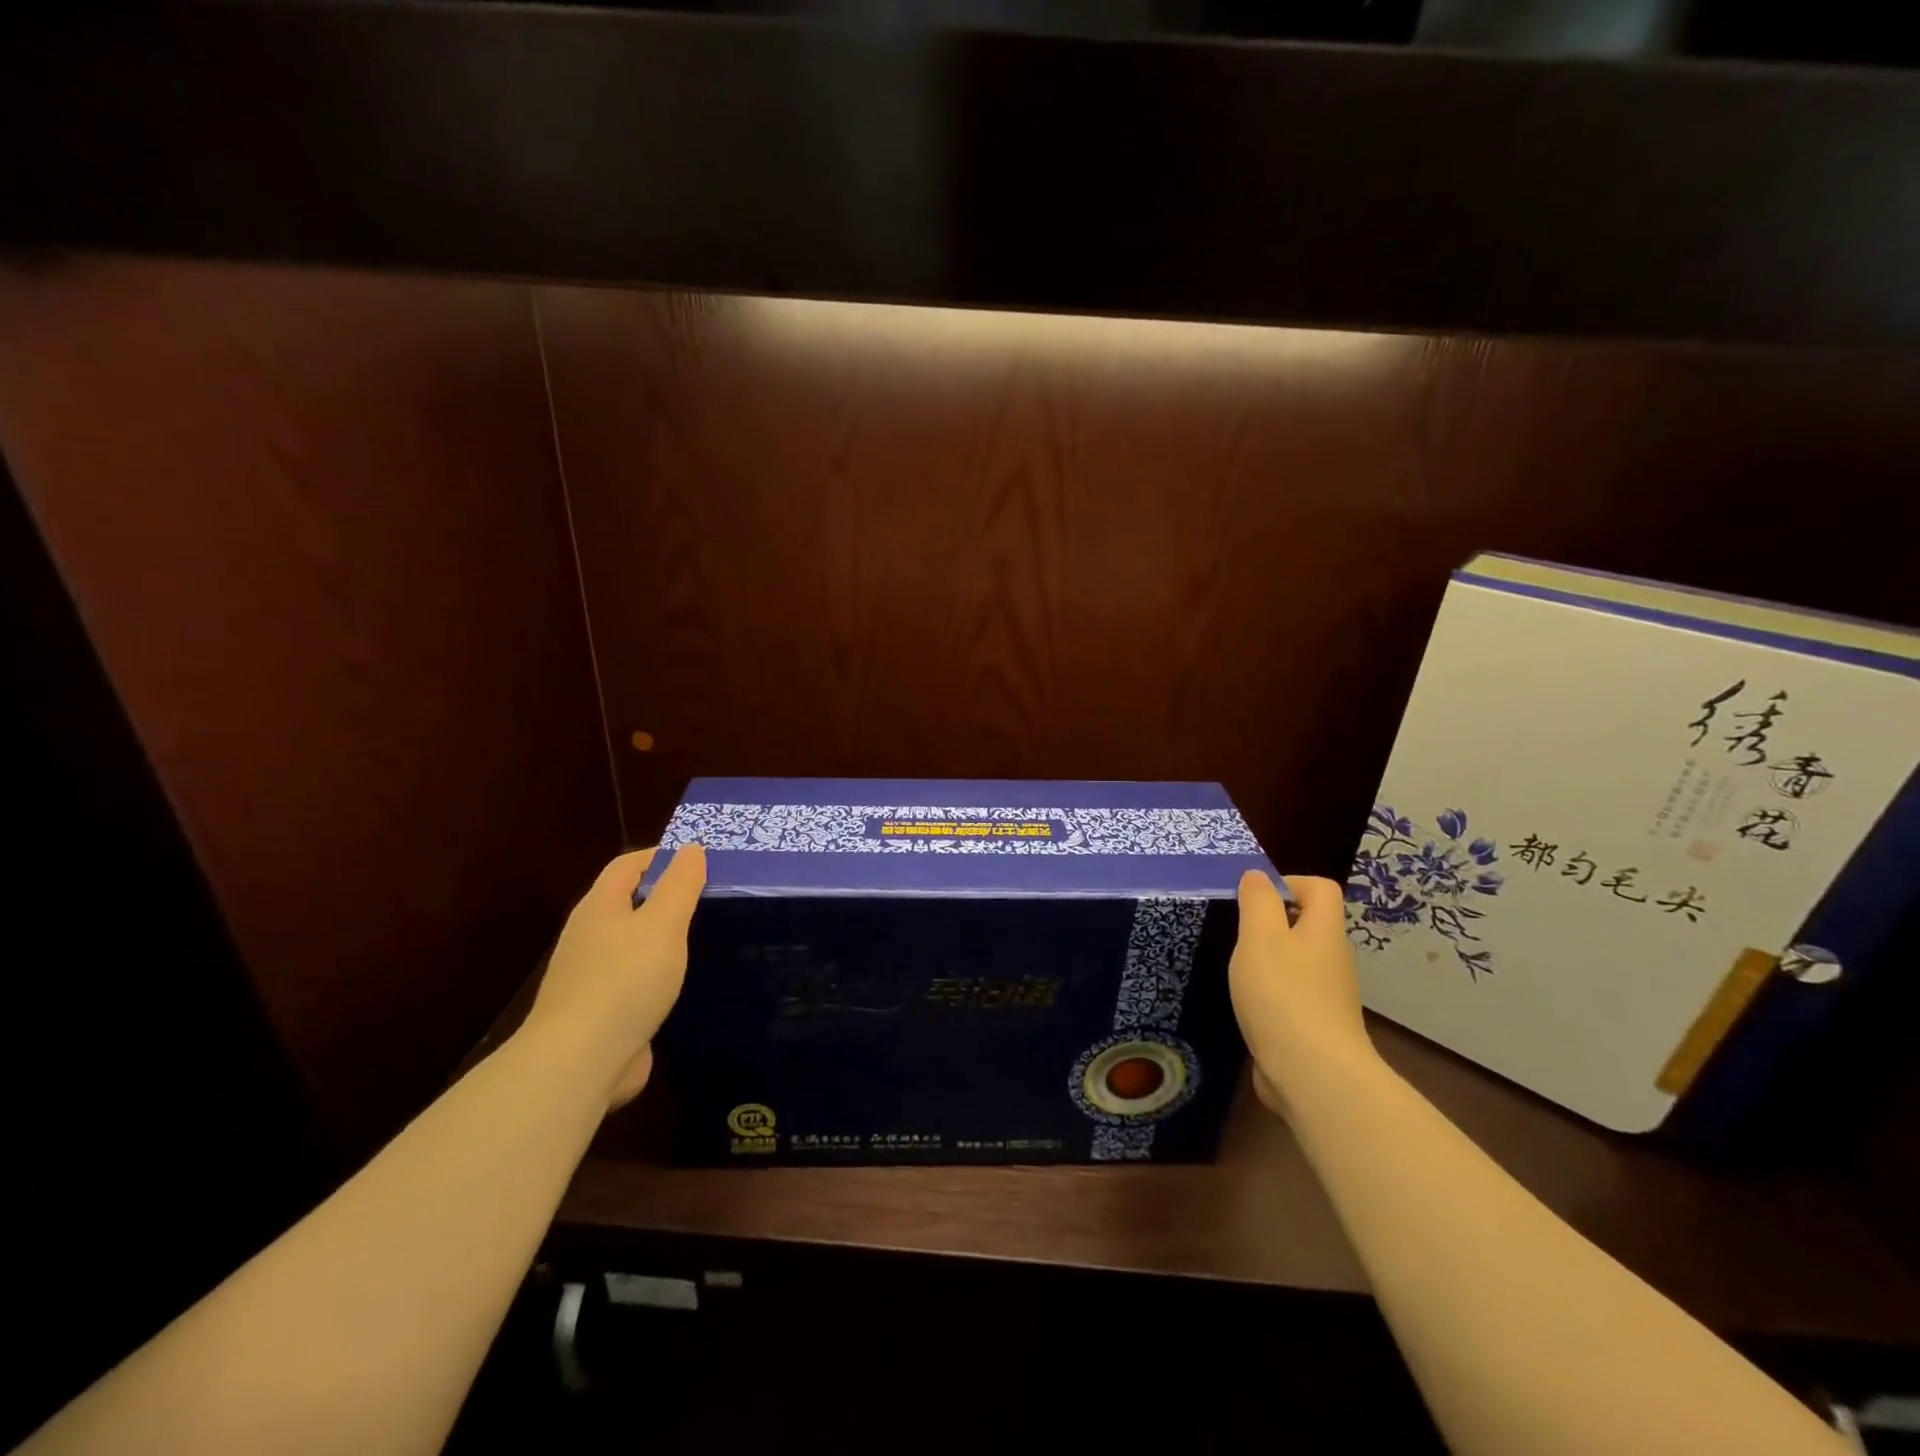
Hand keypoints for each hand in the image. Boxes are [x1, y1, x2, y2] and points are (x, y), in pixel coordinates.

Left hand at [522, 844, 706, 1106]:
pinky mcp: (597, 1013)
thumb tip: (690, 848)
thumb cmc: (625, 980)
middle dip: (663, 897)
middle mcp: (588, 937)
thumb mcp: (663, 924)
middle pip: (626, 903)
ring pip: (629, 945)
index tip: (700, 861)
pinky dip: (654, 976)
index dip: (661, 856)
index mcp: (599, 907)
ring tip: (700, 941)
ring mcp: (588, 978)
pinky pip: (631, 981)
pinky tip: (678, 987)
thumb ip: (680, 885)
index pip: (627, 865)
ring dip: (659, 939)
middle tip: (708, 899)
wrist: (578, 1062)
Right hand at [1229, 871, 1376, 1117]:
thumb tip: (1258, 876)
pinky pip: (1294, 996)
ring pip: (1300, 962)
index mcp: (1324, 931)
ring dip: (1270, 960)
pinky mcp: (1317, 1028)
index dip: (1289, 882)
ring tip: (1239, 971)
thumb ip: (1257, 901)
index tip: (1254, 898)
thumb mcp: (1260, 936)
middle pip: (1310, 925)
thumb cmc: (1283, 994)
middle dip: (1274, 923)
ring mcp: (1329, 997)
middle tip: (1239, 934)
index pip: (1321, 888)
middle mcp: (1333, 960)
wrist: (1313, 1074)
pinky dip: (1272, 994)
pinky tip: (1250, 1007)